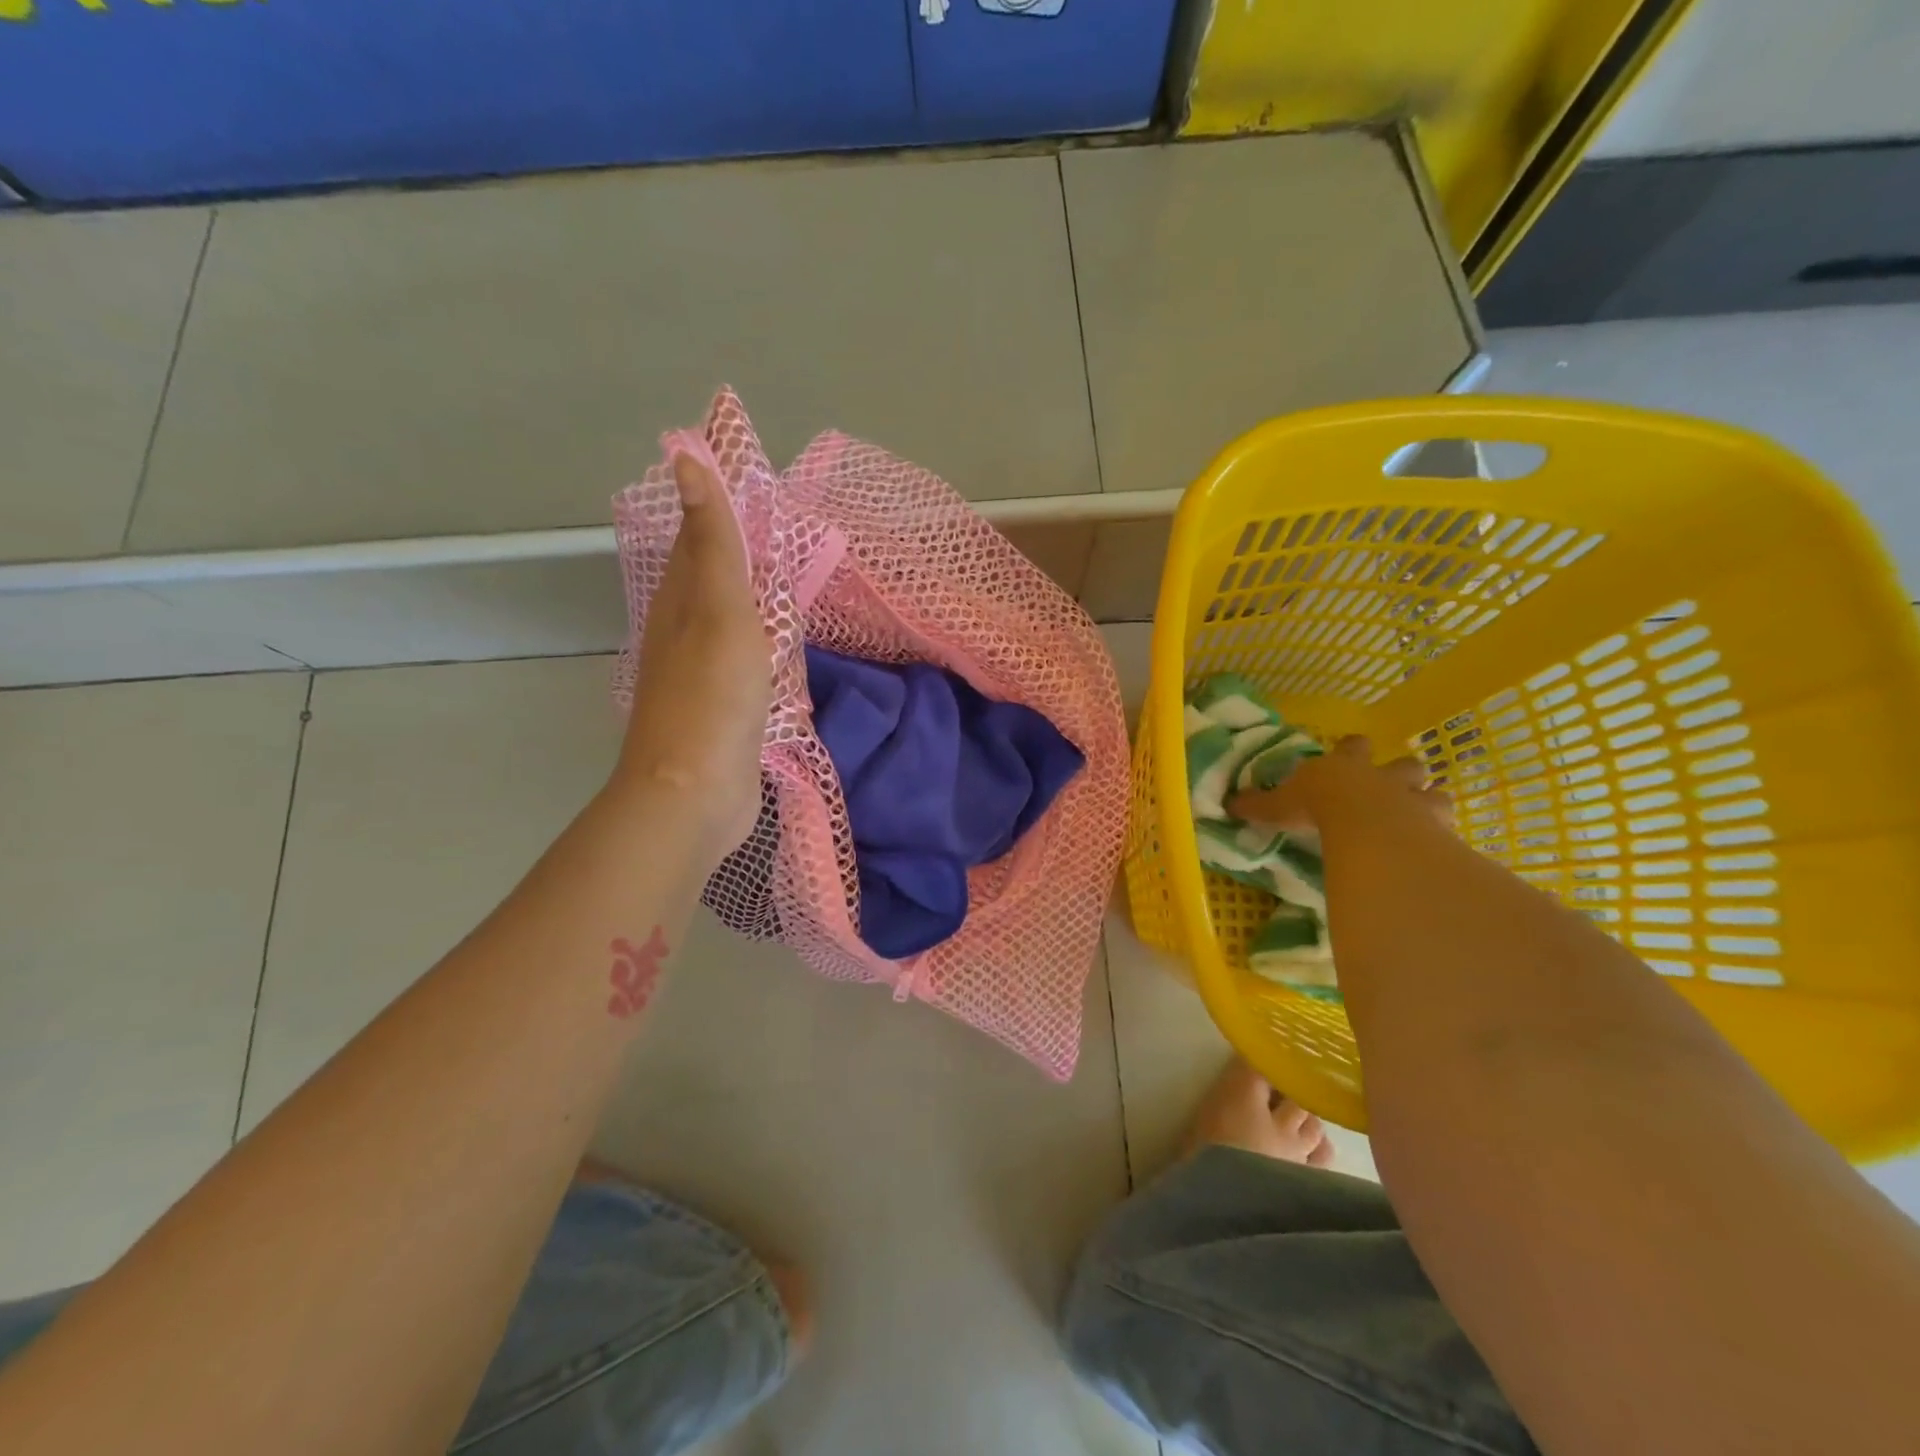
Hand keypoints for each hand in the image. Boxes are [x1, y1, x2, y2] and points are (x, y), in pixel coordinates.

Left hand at [615, 451, 771, 865]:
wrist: (696, 793)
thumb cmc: (713, 696)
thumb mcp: (720, 609)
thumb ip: (713, 542)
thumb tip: (684, 459)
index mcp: (679, 602)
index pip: (696, 538)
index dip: (715, 505)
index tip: (744, 477)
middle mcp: (683, 632)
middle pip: (708, 578)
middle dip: (734, 549)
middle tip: (774, 524)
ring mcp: (702, 675)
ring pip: (727, 620)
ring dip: (748, 596)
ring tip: (782, 575)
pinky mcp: (723, 710)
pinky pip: (744, 661)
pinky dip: (761, 642)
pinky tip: (779, 646)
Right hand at [1229, 735, 1450, 834]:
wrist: (1365, 822)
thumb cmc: (1319, 806)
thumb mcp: (1281, 805)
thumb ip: (1261, 806)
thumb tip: (1230, 804)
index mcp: (1346, 766)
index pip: (1352, 747)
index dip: (1351, 750)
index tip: (1350, 752)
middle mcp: (1383, 777)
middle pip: (1404, 764)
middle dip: (1401, 773)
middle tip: (1394, 787)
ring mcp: (1414, 799)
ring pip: (1434, 792)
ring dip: (1428, 802)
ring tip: (1421, 818)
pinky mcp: (1436, 825)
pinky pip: (1447, 825)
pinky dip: (1443, 833)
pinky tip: (1439, 846)